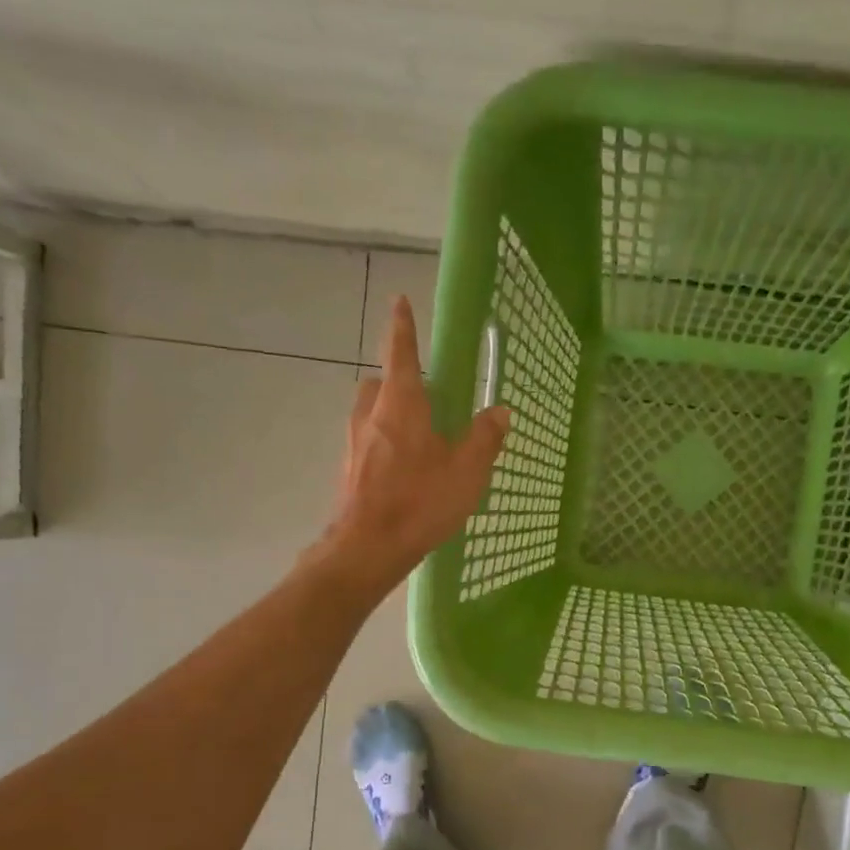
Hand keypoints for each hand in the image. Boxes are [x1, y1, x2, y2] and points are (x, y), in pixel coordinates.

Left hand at [319, 295, 509, 593]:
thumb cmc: (419, 502)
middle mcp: (371, 416)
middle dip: (397, 380)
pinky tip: (403, 471)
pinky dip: (383, 443)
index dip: (402, 326)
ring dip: (389, 413)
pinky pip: (367, 442)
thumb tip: (500, 411)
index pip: (400, 353)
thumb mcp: (466, 471)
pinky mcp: (348, 470)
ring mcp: (354, 444)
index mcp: (400, 405)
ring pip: (370, 413)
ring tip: (418, 438)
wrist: (367, 548)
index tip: (399, 301)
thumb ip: (485, 438)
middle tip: (423, 395)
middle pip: (379, 382)